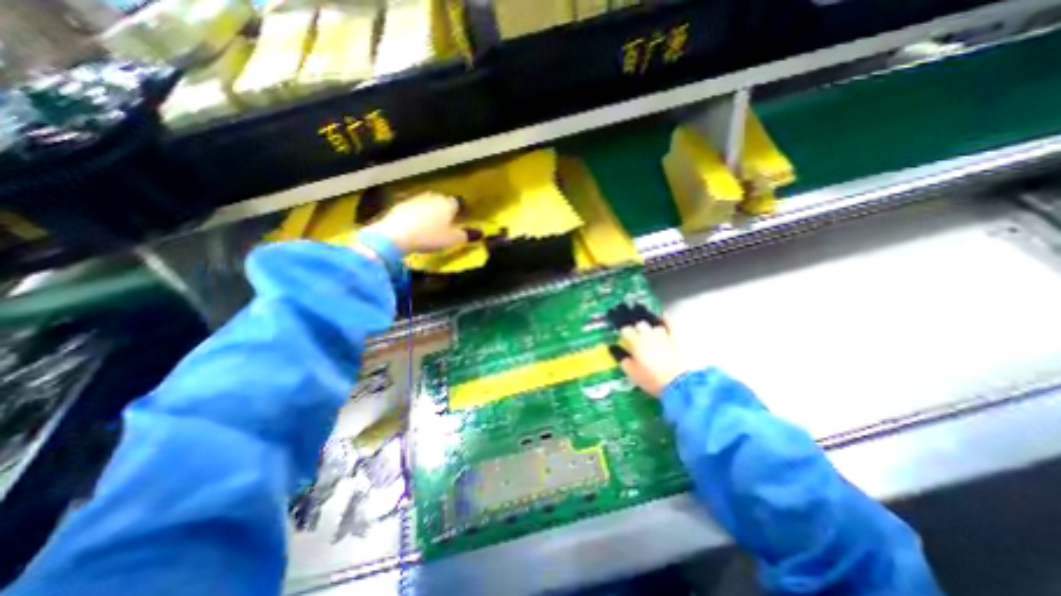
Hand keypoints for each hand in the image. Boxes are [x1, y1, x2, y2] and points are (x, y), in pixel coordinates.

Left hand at [366, 193, 482, 253]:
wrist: (395, 235)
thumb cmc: (430, 236)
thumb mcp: (452, 239)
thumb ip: (466, 235)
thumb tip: (480, 233)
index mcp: (448, 203)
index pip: (459, 203)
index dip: (461, 211)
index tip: (461, 219)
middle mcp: (433, 197)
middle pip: (442, 201)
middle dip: (445, 210)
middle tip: (447, 223)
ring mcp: (415, 199)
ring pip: (428, 204)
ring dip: (430, 212)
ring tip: (431, 226)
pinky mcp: (400, 205)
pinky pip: (414, 209)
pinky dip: (417, 215)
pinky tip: (415, 226)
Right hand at [614, 319, 687, 397]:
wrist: (678, 383)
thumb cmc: (651, 379)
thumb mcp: (632, 372)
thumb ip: (622, 358)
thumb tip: (613, 348)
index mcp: (636, 342)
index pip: (626, 330)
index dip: (624, 333)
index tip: (624, 337)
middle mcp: (648, 334)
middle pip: (640, 325)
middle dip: (638, 329)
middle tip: (637, 337)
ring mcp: (664, 335)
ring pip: (655, 326)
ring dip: (651, 329)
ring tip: (651, 334)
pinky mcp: (676, 338)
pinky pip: (671, 323)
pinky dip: (666, 319)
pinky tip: (664, 317)